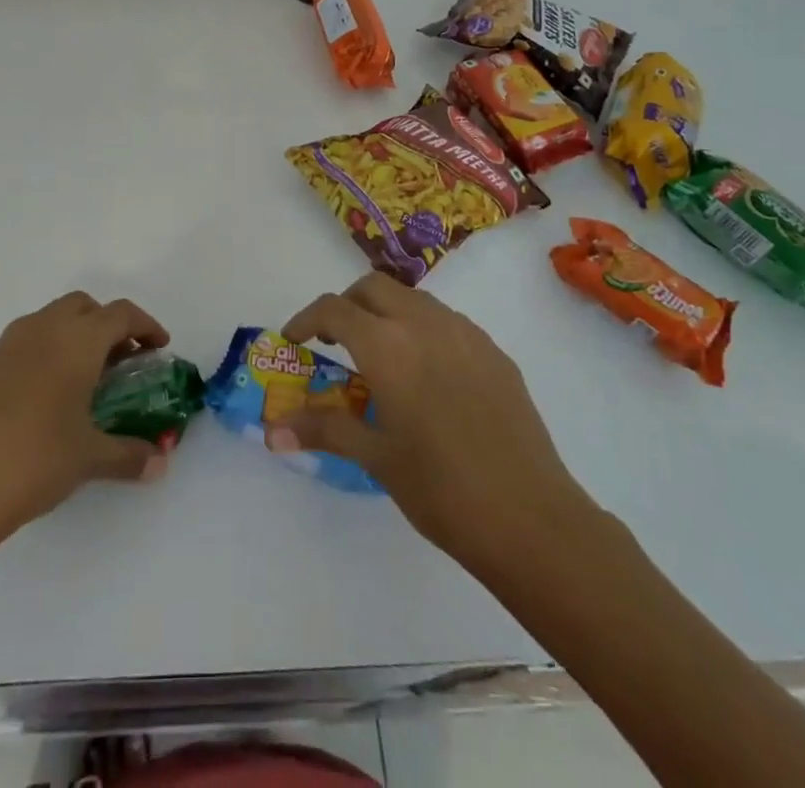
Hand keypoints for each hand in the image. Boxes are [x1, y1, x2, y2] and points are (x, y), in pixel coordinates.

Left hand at [0, 292, 172, 557]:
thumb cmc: (30, 462)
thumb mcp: (87, 459)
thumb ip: (129, 455)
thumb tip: (159, 463)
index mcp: (75, 340)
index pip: (121, 314)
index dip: (145, 326)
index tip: (159, 347)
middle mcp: (40, 330)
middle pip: (82, 307)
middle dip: (106, 326)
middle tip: (120, 362)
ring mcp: (2, 347)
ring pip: (47, 323)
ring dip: (71, 339)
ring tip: (81, 384)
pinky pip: (19, 348)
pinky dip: (40, 359)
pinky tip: (37, 405)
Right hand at [268, 274, 591, 577]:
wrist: (530, 517)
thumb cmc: (441, 489)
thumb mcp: (377, 458)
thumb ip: (325, 429)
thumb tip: (273, 430)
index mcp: (388, 346)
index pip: (335, 309)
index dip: (307, 319)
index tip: (295, 340)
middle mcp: (424, 323)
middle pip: (373, 287)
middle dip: (347, 305)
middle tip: (336, 342)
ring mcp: (465, 333)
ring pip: (413, 299)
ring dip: (386, 312)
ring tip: (382, 358)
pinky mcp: (494, 351)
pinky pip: (447, 321)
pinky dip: (422, 329)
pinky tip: (428, 376)